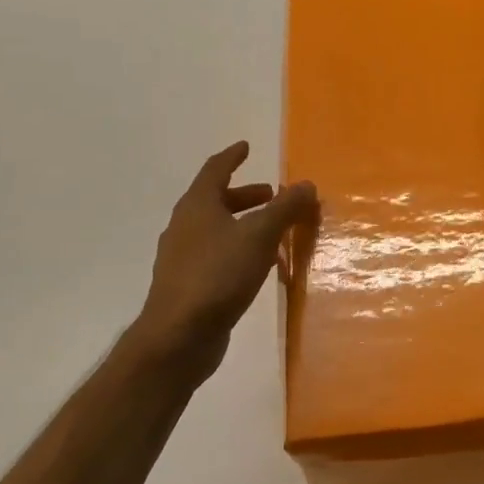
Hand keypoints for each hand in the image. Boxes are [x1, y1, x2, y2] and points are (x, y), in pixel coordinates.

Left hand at [129, 142, 316, 385]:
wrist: (178, 337)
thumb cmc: (218, 275)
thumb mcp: (259, 236)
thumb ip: (284, 208)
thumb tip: (306, 184)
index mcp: (197, 206)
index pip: (215, 170)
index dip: (232, 157)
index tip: (246, 147)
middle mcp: (184, 227)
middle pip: (215, 200)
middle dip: (245, 195)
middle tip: (271, 195)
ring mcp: (182, 258)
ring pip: (215, 229)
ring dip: (242, 223)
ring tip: (271, 232)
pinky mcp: (187, 285)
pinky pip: (215, 255)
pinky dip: (237, 249)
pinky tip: (257, 266)